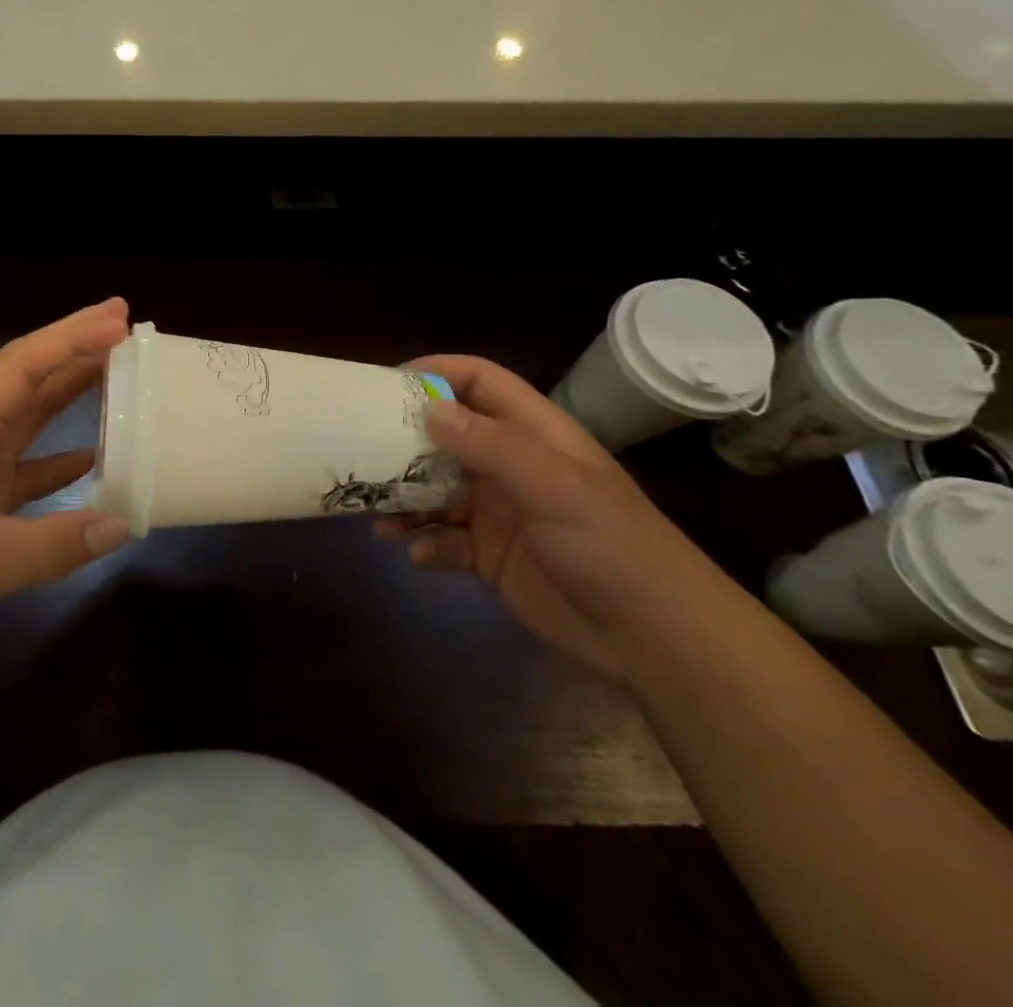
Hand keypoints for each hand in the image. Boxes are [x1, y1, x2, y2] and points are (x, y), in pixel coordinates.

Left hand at [0, 300, 133, 654]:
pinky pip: (23, 461)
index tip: (119, 320)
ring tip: (117, 372)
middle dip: (75, 347)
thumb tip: (122, 525)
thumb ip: (57, 544)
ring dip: (68, 392)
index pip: (23, 365)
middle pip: (27, 376)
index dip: (72, 339)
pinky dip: (56, 455)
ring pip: (26, 414)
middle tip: (126, 324)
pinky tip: (93, 456)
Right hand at [377, 355, 715, 680]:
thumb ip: (487, 443)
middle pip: (445, 435)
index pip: (479, 381)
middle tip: (360, 448)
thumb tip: (426, 408)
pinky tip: (419, 553)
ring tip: (378, 513)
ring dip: (405, 498)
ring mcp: (497, 511)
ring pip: (434, 489)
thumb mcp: (551, 484)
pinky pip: (442, 539)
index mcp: (531, 433)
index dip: (436, 372)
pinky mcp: (488, 555)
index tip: (386, 384)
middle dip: (404, 441)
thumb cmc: (607, 543)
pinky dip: (425, 543)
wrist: (652, 639)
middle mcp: (509, 465)